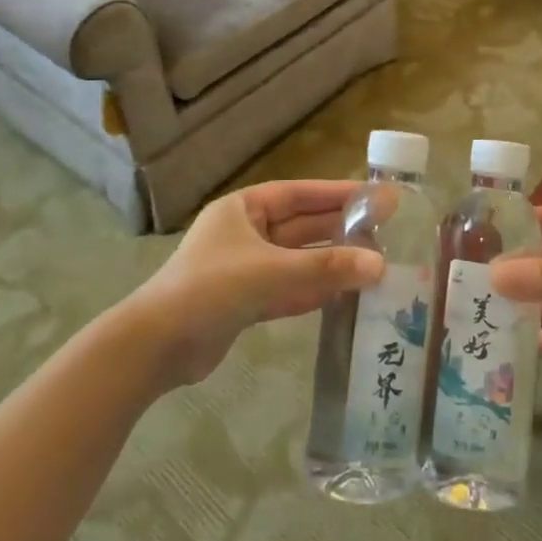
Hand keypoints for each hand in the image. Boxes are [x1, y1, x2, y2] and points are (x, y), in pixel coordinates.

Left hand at [125, 180, 385, 386]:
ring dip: (331, 262)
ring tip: (375, 263)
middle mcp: (245, 233)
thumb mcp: (271, 272)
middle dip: (340, 229)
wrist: (156, 346)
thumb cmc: (210, 289)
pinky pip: (289, 288)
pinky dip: (315, 290)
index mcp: (243, 209)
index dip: (338, 194)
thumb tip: (380, 265)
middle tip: (385, 231)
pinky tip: (346, 293)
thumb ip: (326, 269)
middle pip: (302, 226)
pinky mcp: (246, 301)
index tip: (375, 196)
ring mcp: (245, 268)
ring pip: (298, 260)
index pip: (299, 194)